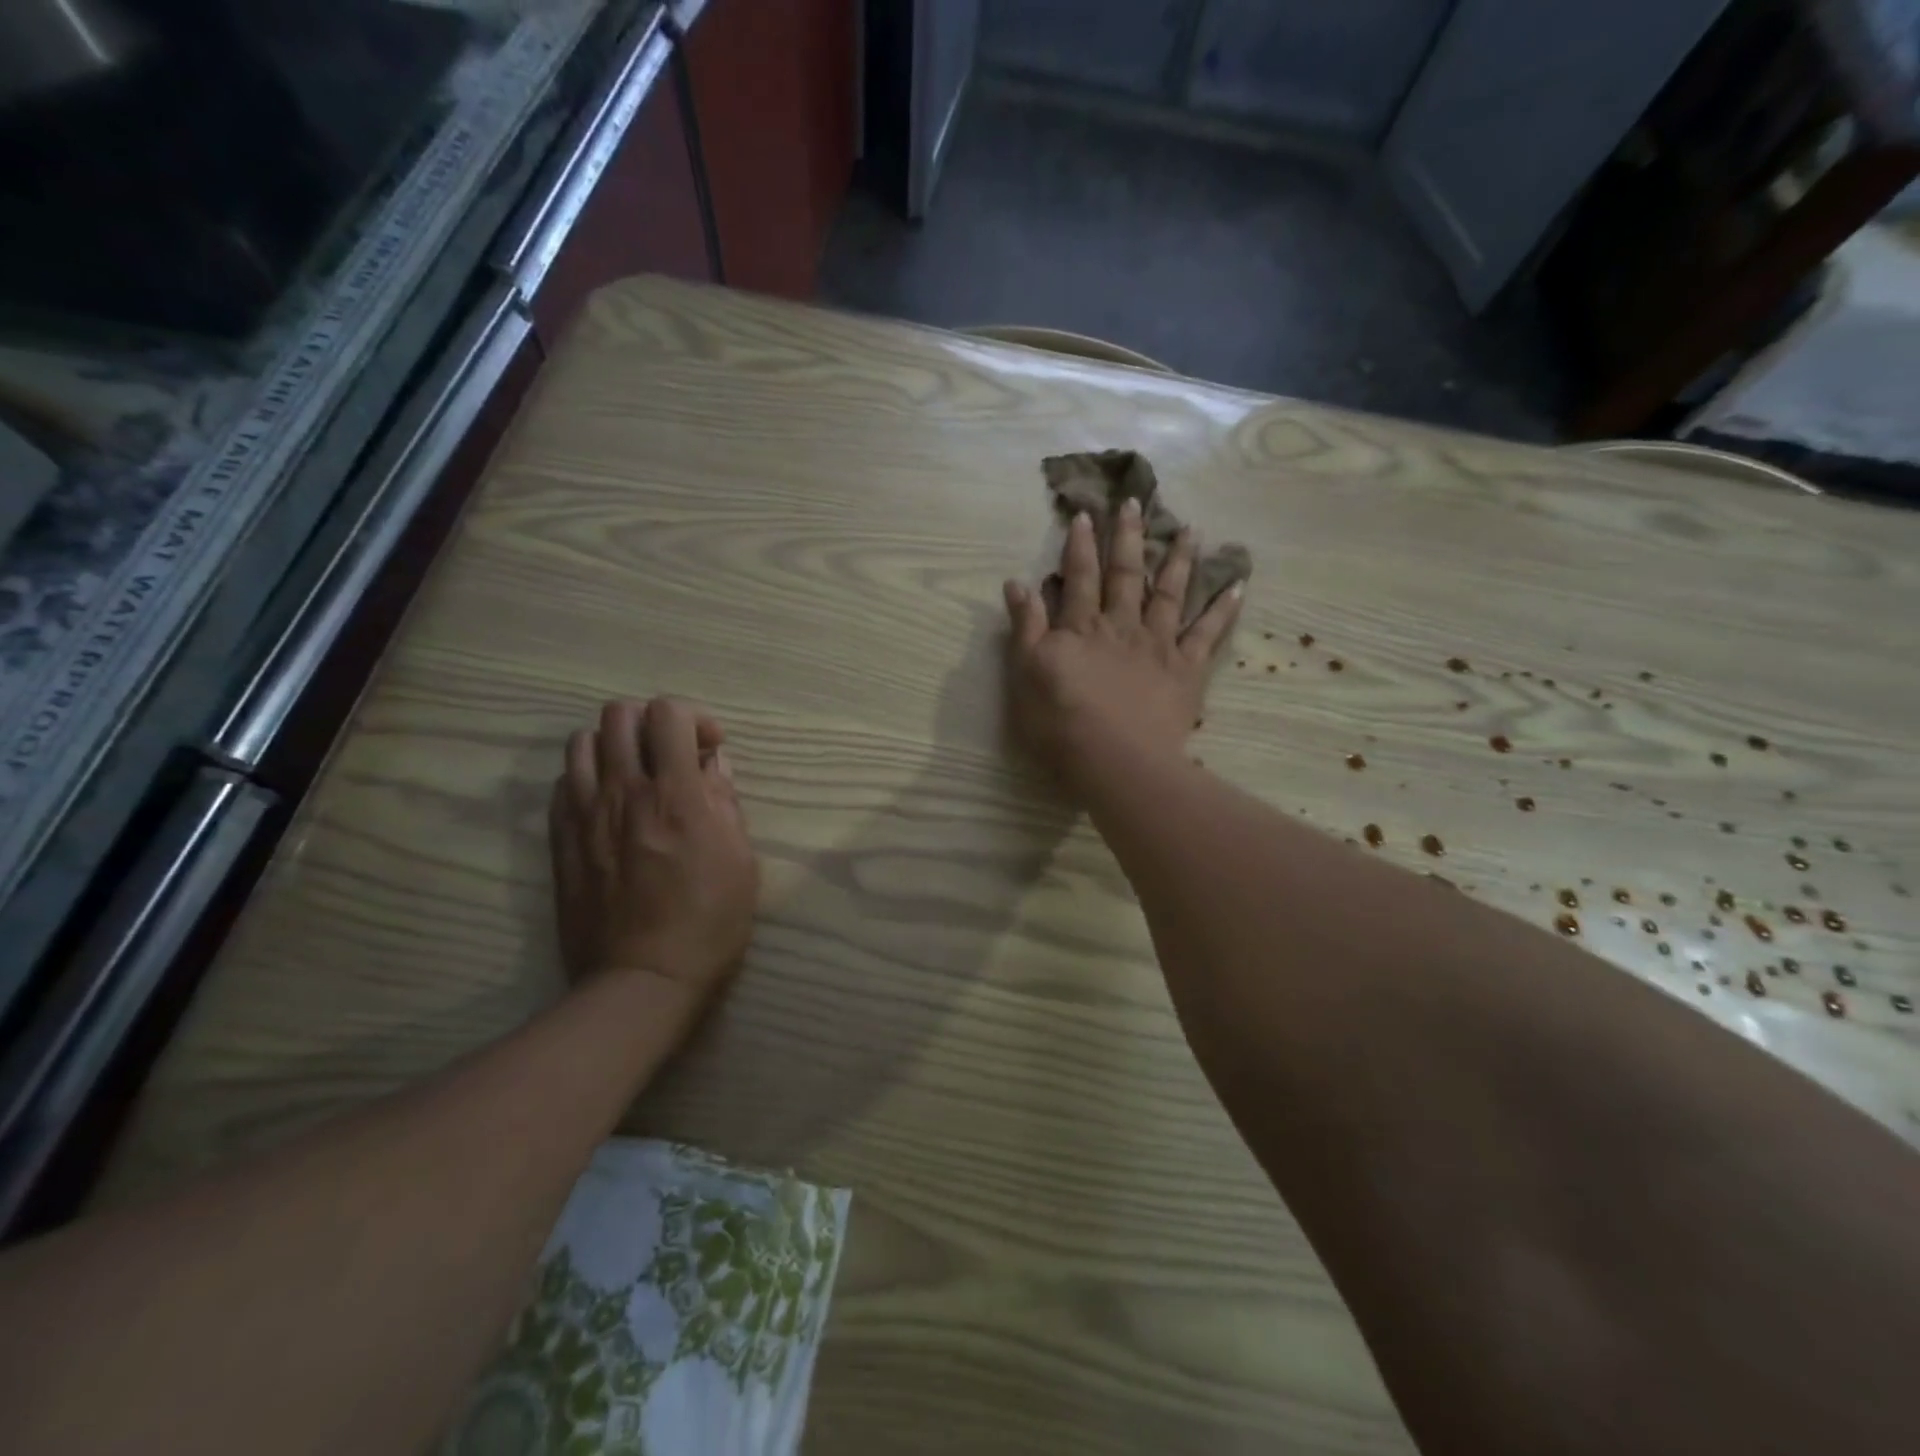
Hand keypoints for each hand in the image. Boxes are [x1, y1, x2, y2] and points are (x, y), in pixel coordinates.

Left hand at [549, 698, 758, 1011]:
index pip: (668, 713)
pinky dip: (588, 777)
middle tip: (673, 755)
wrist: (642, 979)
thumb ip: (725, 802)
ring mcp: (584, 815)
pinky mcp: (561, 840)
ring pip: (581, 741)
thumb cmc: (709, 922)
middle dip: (652, 722)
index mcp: (675, 795)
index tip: (710, 748)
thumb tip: (713, 764)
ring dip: (614, 745)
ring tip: (636, 774)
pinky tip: (609, 804)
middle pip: (619, 714)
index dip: (694, 717)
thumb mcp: (740, 860)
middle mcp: (623, 792)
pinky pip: (563, 782)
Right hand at [1003, 502, 1240, 786]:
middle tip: (1137, 502)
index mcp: (1082, 627)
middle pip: (1125, 574)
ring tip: (1190, 529)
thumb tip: (1017, 582)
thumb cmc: (1061, 722)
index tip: (1087, 514)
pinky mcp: (1186, 671)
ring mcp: (1159, 645)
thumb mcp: (1027, 673)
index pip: (1079, 576)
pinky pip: (1208, 634)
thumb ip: (1026, 627)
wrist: (1115, 760)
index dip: (1081, 545)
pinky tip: (1238, 585)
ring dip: (1179, 559)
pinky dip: (1223, 609)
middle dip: (1129, 537)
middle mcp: (1122, 626)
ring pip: (1169, 593)